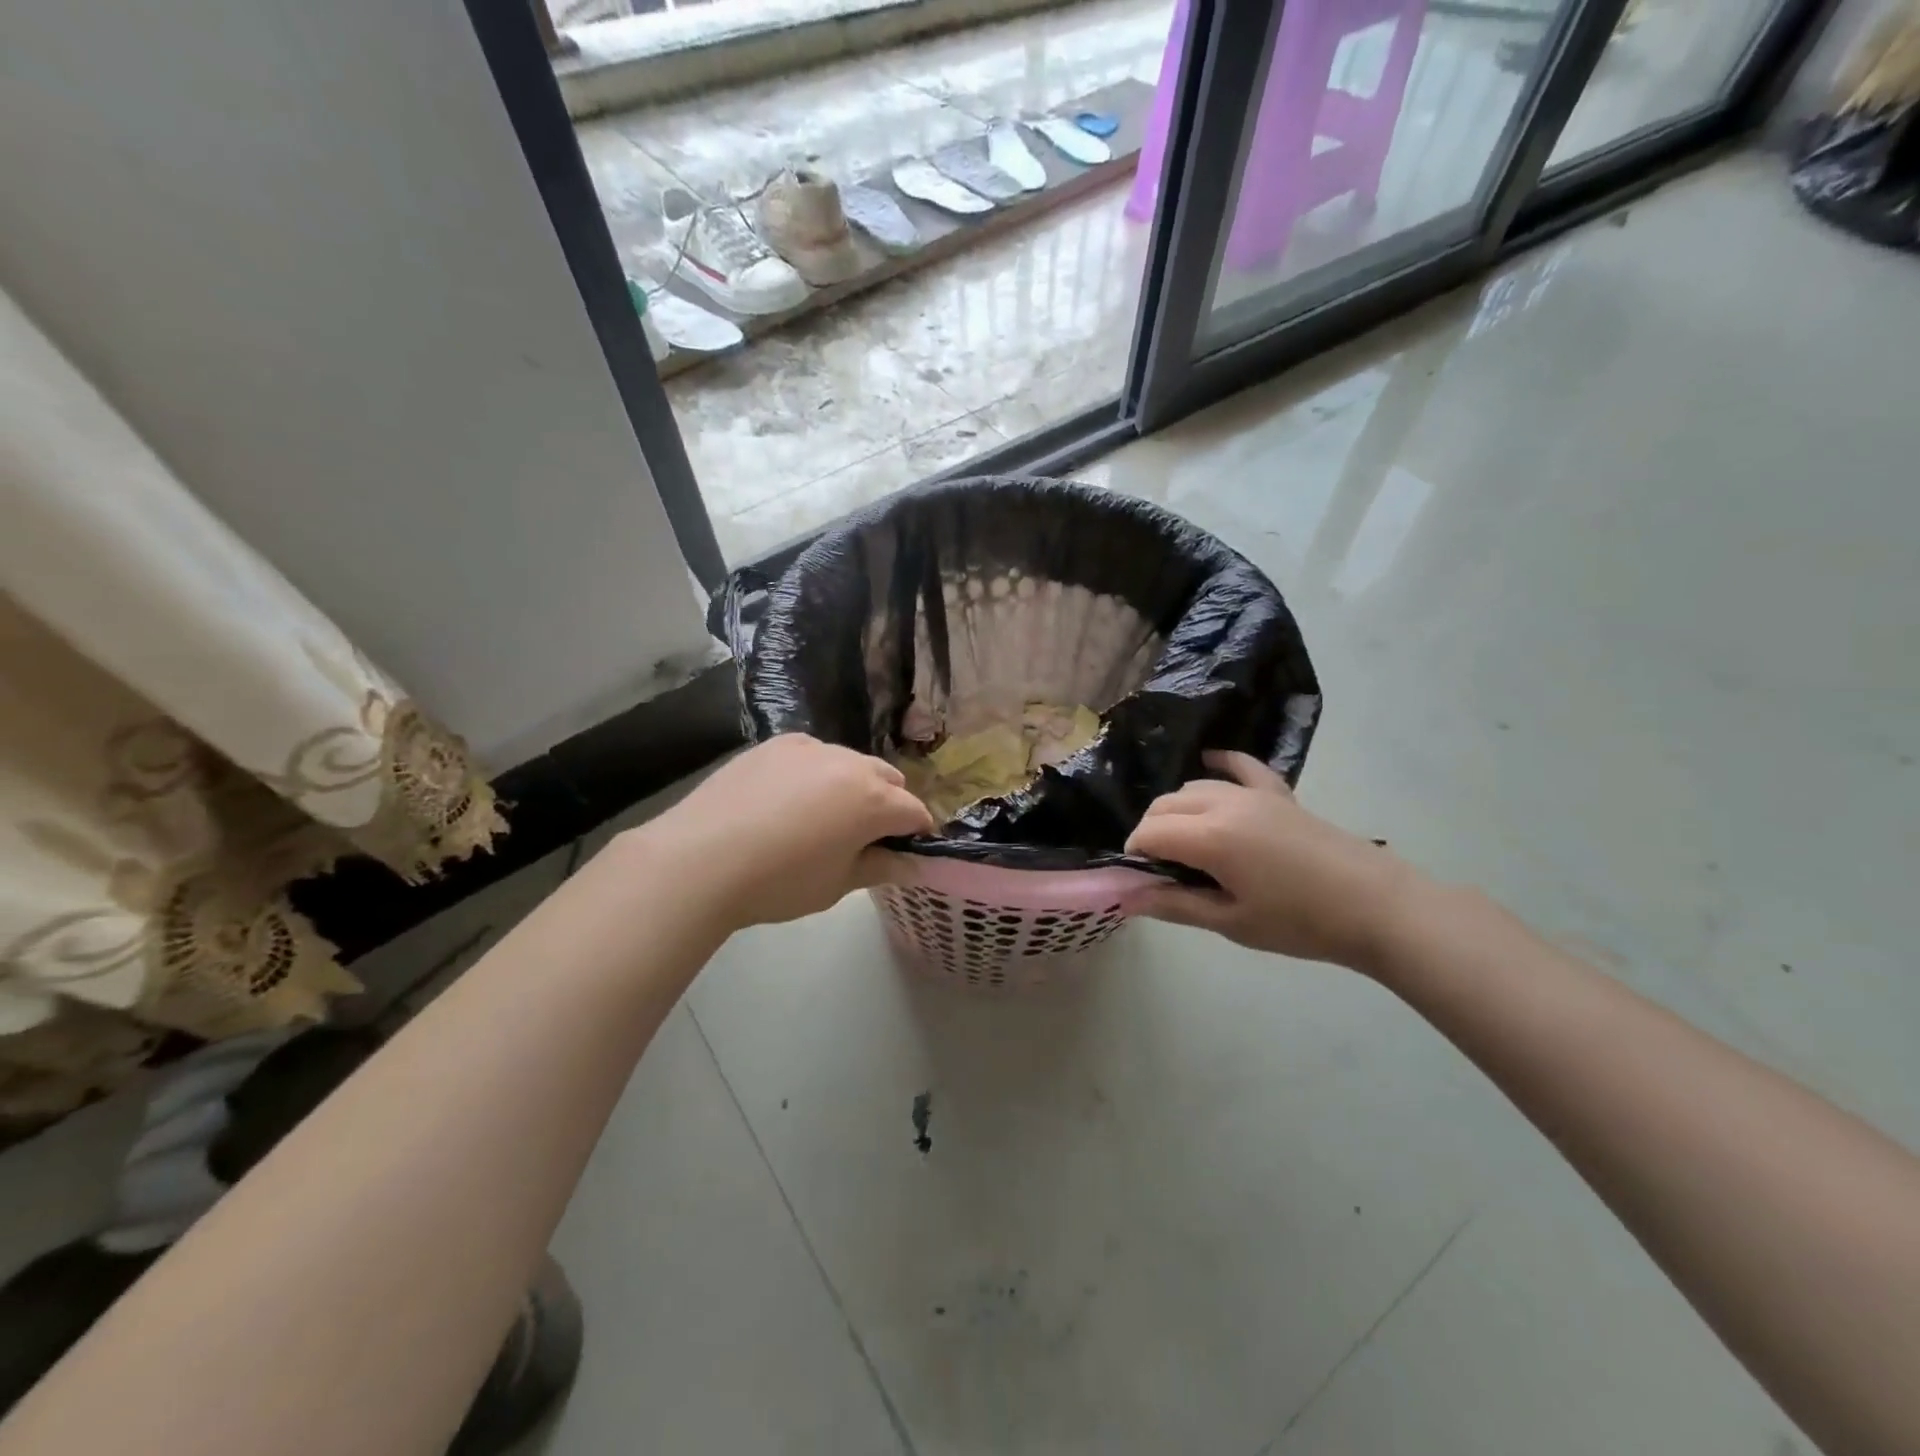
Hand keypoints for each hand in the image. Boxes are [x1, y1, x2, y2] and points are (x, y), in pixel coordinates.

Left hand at [636, 734, 933, 931]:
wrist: (700, 859)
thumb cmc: (779, 882)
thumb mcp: (837, 885)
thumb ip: (881, 867)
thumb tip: (914, 864)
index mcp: (873, 801)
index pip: (915, 812)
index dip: (917, 834)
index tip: (906, 852)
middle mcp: (849, 764)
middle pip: (889, 779)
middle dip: (890, 804)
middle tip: (865, 837)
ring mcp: (810, 748)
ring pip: (850, 762)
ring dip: (853, 785)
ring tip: (824, 816)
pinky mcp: (776, 745)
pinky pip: (813, 755)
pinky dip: (816, 773)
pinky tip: (789, 799)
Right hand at [1124, 750, 1420, 970]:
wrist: (1377, 908)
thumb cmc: (1300, 922)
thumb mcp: (1232, 922)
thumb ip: (1175, 905)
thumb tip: (1126, 900)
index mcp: (1210, 838)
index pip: (1150, 832)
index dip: (1135, 854)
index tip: (1140, 880)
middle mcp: (1224, 804)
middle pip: (1165, 805)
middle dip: (1151, 831)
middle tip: (1161, 869)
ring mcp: (1254, 794)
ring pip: (1195, 787)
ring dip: (1177, 809)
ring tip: (1185, 843)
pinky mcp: (1279, 794)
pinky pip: (1241, 766)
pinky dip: (1220, 762)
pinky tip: (1209, 760)